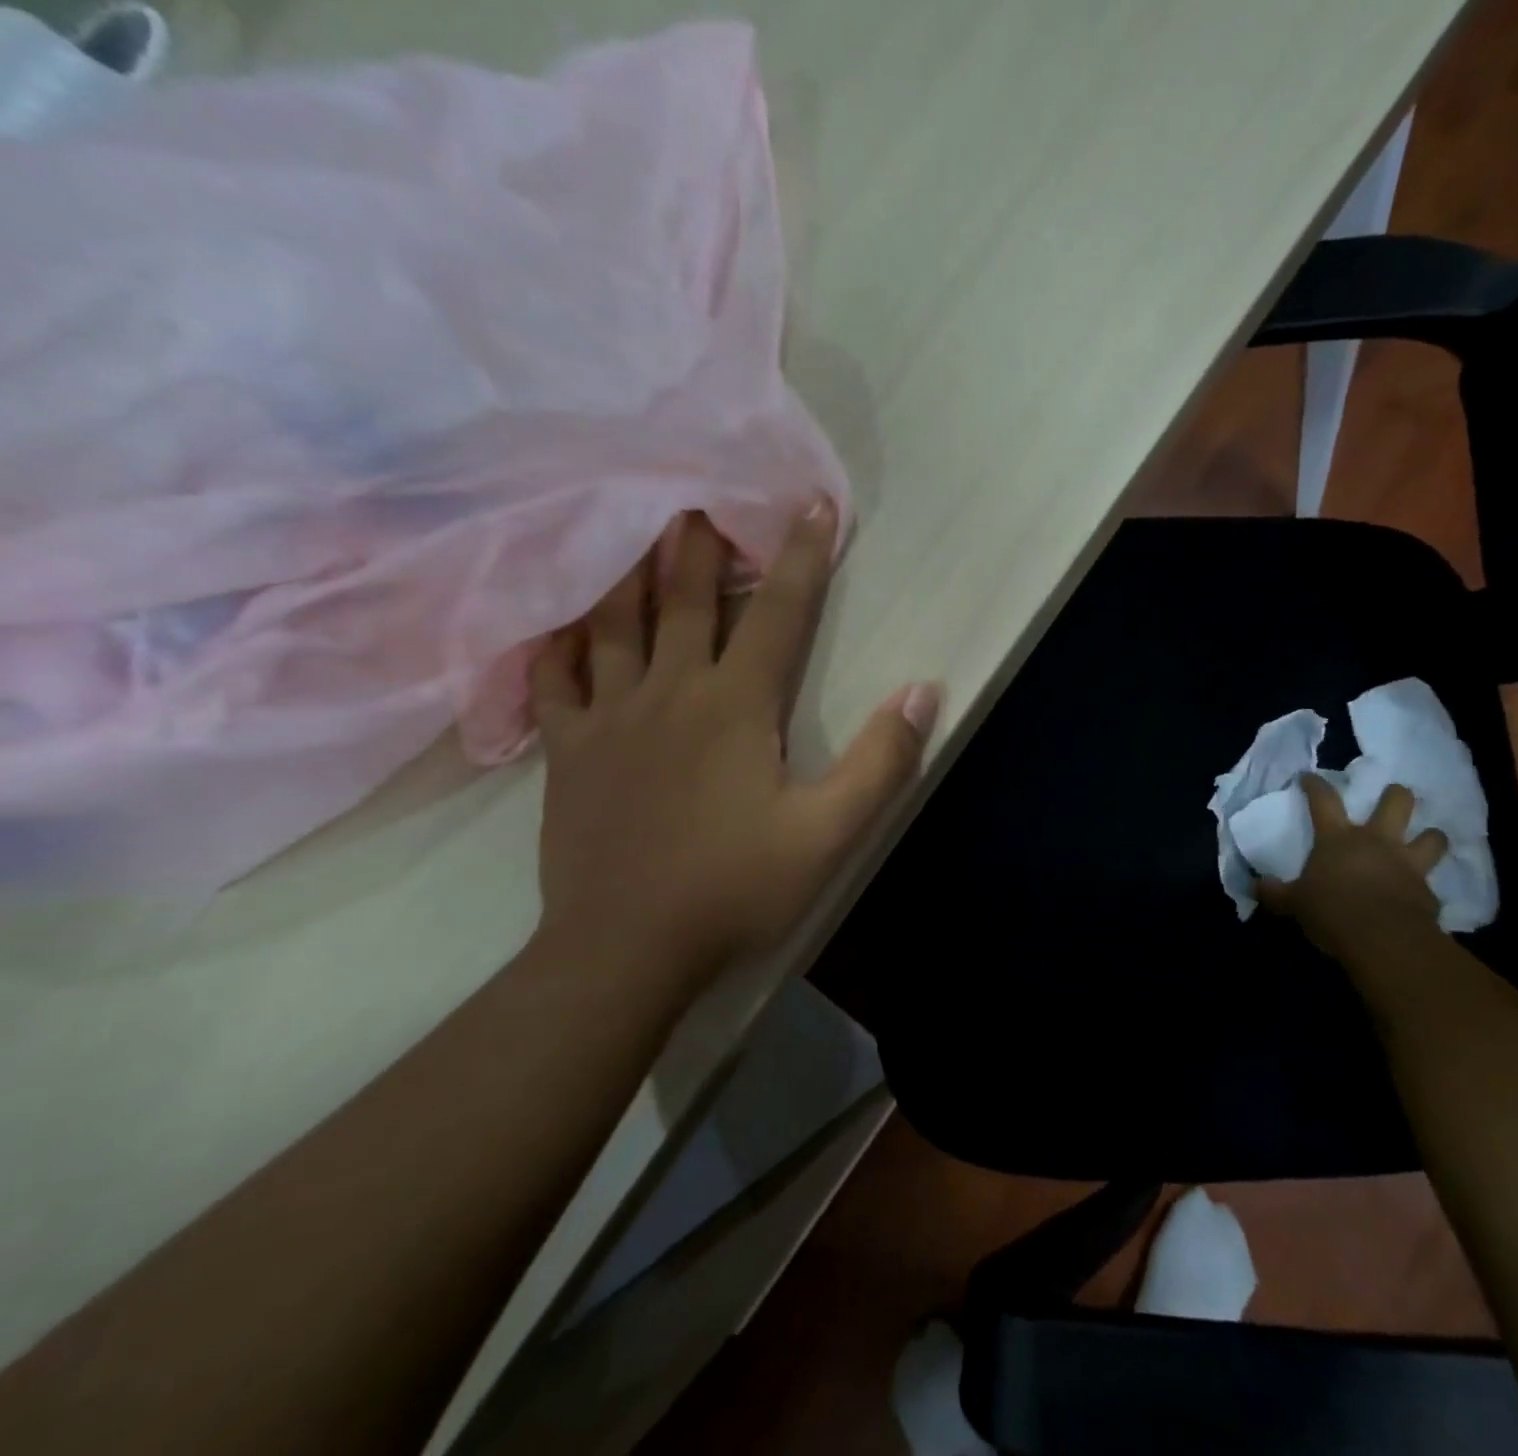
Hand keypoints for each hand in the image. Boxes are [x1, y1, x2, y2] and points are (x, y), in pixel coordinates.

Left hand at [530, 505, 939, 983]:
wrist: (626, 949)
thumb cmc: (735, 888)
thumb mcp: (829, 834)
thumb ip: (880, 762)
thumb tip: (922, 691)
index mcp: (736, 706)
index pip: (777, 611)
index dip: (800, 554)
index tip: (810, 502)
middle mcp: (670, 693)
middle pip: (682, 600)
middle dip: (697, 543)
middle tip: (695, 494)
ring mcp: (610, 719)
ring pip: (612, 625)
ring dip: (624, 571)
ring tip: (626, 528)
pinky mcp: (568, 753)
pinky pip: (554, 683)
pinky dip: (554, 646)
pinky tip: (553, 623)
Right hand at [1256, 775, 1447, 957]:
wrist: (1384, 940)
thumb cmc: (1332, 911)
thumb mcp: (1294, 903)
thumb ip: (1276, 892)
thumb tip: (1256, 885)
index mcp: (1338, 839)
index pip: (1323, 800)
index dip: (1315, 785)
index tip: (1308, 777)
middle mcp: (1377, 842)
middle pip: (1396, 802)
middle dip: (1396, 795)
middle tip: (1393, 796)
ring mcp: (1407, 864)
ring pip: (1432, 837)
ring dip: (1430, 836)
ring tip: (1426, 840)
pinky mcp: (1428, 893)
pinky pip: (1431, 885)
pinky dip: (1425, 888)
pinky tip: (1420, 896)